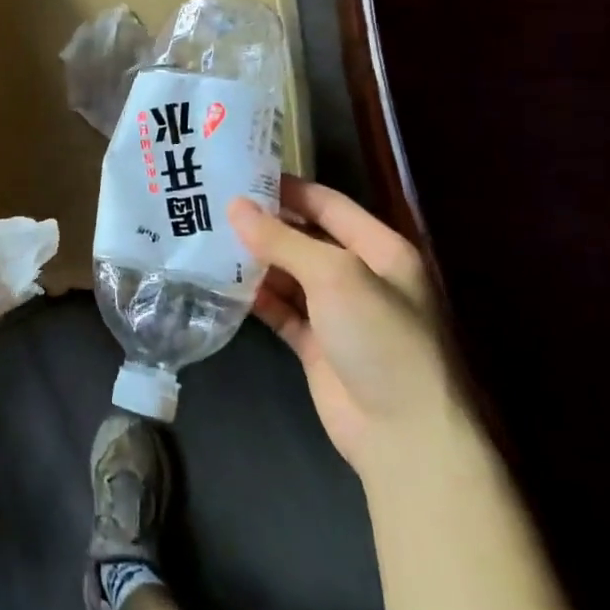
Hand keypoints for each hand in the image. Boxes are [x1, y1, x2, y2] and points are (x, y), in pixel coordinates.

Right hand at [229, 178, 454, 477]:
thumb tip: (234, 206)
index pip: (328, 204)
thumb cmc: (380, 339)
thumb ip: (283, 239)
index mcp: (380, 249)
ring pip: (289, 273)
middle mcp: (360, 275)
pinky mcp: (316, 344)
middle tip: (212, 204)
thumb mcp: (335, 276)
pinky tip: (220, 281)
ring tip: (206, 237)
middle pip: (305, 237)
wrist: (403, 435)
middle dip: (264, 223)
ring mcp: (337, 312)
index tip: (239, 174)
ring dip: (254, 259)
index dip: (287, 188)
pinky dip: (254, 296)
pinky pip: (280, 309)